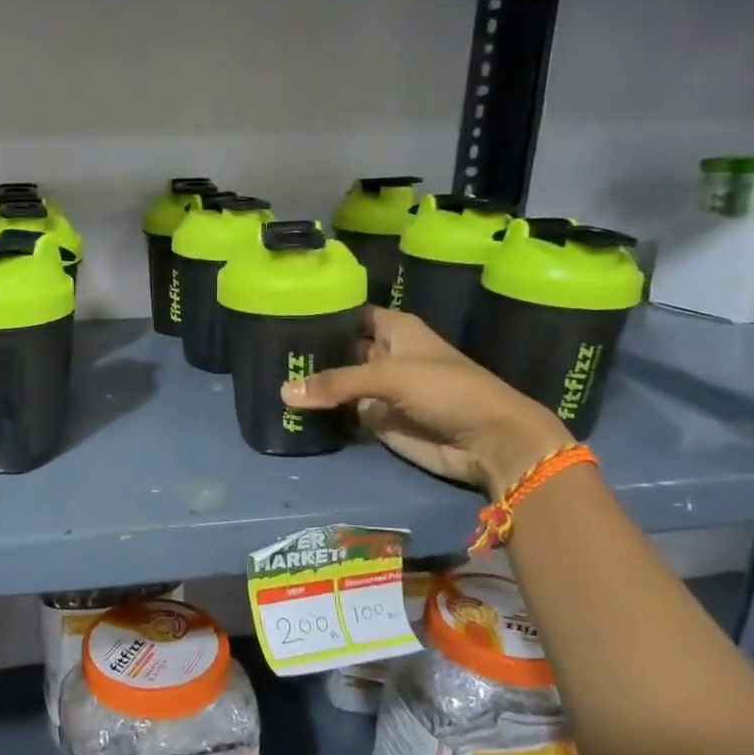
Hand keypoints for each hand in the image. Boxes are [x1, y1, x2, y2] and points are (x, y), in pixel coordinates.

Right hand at [280, 307, 572, 497]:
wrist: (487, 441)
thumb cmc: (447, 390)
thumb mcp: (389, 376)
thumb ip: (336, 383)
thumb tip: (283, 393)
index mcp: (395, 330)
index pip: (352, 314)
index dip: (325, 313)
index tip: (285, 314)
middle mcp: (384, 356)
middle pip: (339, 349)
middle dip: (310, 352)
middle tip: (266, 351)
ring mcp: (379, 390)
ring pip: (337, 383)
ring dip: (312, 384)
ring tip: (267, 376)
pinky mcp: (376, 421)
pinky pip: (341, 412)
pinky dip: (320, 411)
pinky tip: (286, 406)